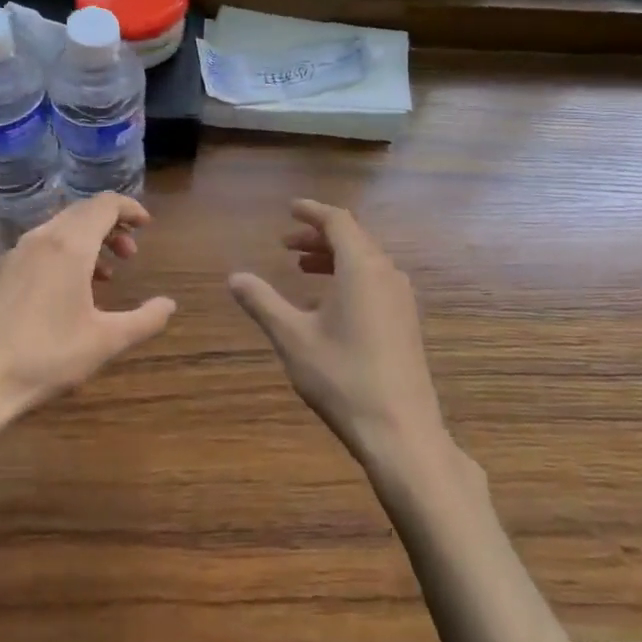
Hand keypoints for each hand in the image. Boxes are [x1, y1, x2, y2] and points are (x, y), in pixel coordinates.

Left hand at [0, 194, 176, 451]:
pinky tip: (62, 297)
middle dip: (110, 227)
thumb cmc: (42, 358)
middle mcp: (38, 239)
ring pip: (56, 232)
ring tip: (103, 278)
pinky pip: (35, 250)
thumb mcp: (104, 342)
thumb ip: (144, 320)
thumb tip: (168, 304)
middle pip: (80, 213)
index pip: (104, 204)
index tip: (146, 226)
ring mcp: (10, 255)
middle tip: (130, 254)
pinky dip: (60, 257)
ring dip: (85, 244)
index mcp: (68, 245)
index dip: (129, 208)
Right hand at [228, 200, 449, 471]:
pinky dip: (348, 278)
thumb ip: (263, 302)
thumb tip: (234, 277)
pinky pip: (375, 283)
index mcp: (362, 267)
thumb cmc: (342, 378)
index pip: (338, 221)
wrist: (401, 432)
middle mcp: (387, 274)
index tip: (289, 209)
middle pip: (353, 238)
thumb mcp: (293, 338)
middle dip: (318, 236)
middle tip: (285, 244)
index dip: (312, 212)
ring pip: (365, 262)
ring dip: (333, 258)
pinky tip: (326, 305)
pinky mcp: (406, 323)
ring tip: (302, 268)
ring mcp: (402, 300)